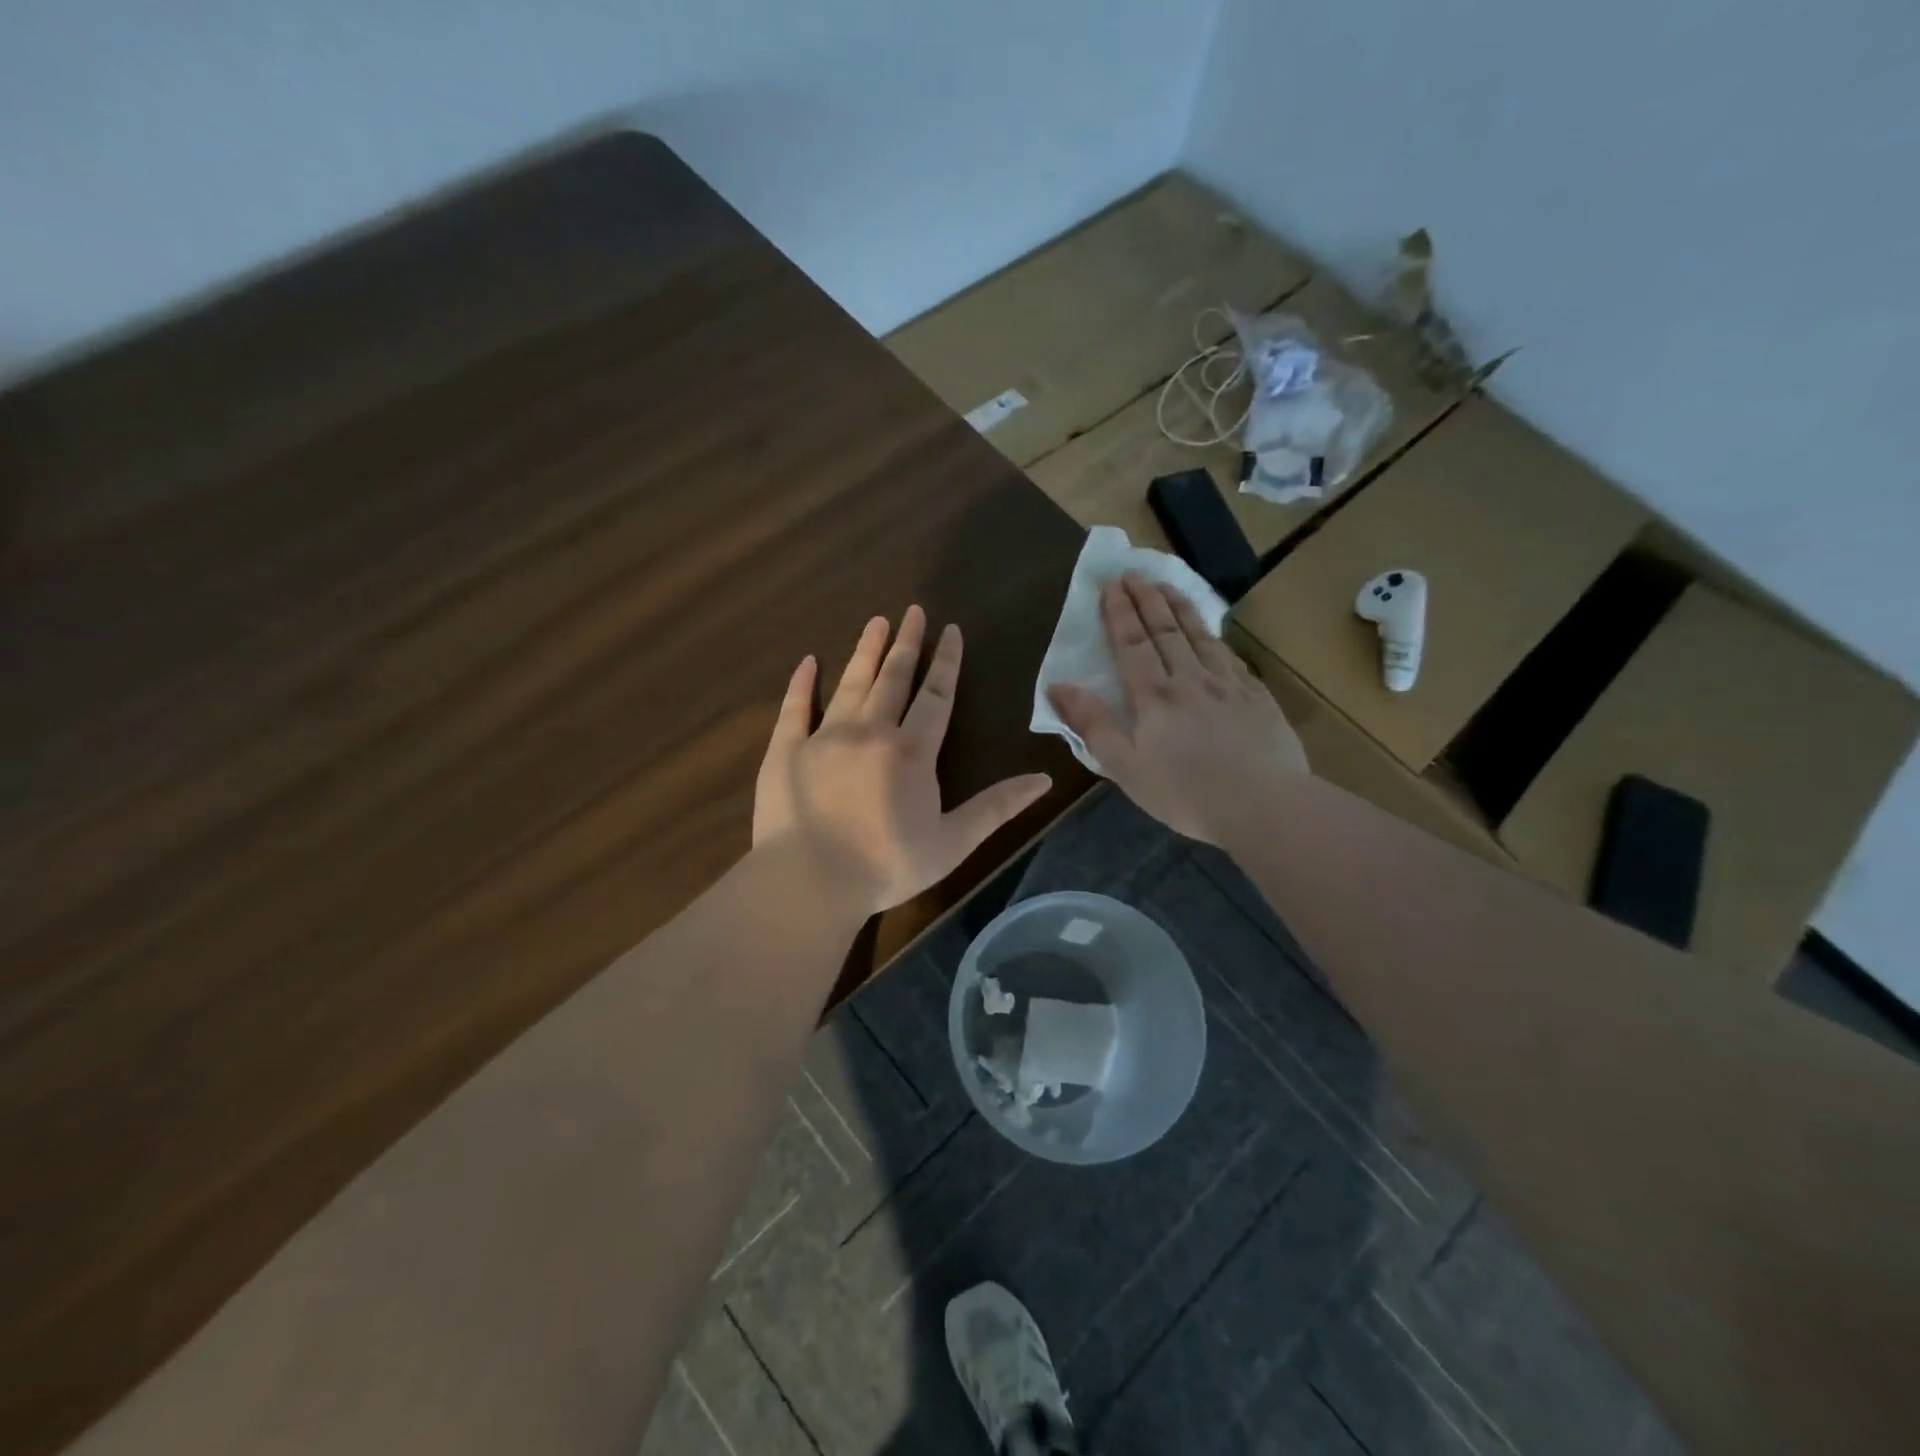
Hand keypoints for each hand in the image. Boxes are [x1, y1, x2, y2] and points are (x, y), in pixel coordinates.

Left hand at [754, 606, 1053, 917]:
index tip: (950, 630)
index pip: (936, 696)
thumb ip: (997, 807)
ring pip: (850, 684)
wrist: (811, 882)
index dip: (946, 663)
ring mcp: (824, 737)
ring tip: (876, 621)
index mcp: (912, 751)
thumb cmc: (888, 866)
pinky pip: (794, 707)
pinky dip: (801, 683)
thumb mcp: (954, 842)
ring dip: (865, 651)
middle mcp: (870, 731)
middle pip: (894, 679)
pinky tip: (808, 661)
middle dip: (907, 643)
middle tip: (913, 611)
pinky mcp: (786, 749)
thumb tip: (1045, 778)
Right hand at [1047, 577, 1306, 844]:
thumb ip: (1093, 724)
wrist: (1263, 805)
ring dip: (1180, 607)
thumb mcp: (1125, 767)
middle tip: (1134, 572)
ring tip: (1167, 585)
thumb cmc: (1185, 793)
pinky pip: (1230, 656)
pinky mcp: (1256, 696)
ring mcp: (1227, 684)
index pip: (1132, 643)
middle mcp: (1190, 679)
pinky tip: (1212, 632)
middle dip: (1146, 599)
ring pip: (1200, 635)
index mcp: (1154, 696)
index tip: (1111, 584)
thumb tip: (1058, 686)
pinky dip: (1215, 636)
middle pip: (1165, 630)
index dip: (1120, 612)